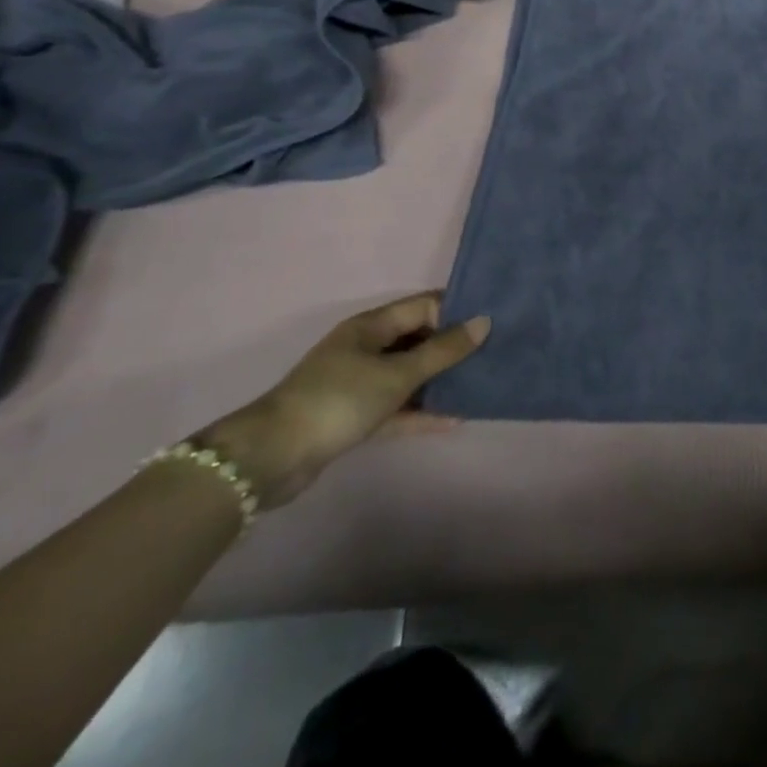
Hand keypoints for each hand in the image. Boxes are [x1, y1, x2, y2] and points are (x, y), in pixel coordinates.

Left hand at [194, 292, 488, 509]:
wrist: (271, 459)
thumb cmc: (338, 401)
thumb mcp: (397, 373)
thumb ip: (443, 350)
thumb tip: (484, 322)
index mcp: (372, 326)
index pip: (425, 306)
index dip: (458, 310)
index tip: (494, 320)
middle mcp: (366, 348)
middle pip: (419, 338)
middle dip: (454, 345)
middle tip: (496, 350)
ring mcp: (359, 383)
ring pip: (410, 374)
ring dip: (440, 380)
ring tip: (481, 382)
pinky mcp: (355, 416)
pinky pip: (398, 406)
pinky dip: (421, 411)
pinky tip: (454, 418)